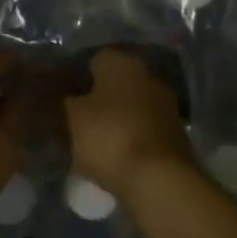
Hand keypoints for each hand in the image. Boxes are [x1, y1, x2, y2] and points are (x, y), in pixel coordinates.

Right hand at [64, 48, 194, 202]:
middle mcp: (149, 76)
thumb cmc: (109, 137)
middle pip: (115, 82)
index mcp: (123, 63)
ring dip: (114, 118)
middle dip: (97, 97)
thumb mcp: (71, 118)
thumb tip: (63, 95)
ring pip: (130, 106)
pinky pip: (143, 128)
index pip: (94, 58)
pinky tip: (113, 153)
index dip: (76, 75)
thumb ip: (64, 101)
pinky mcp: (175, 134)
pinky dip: (129, 137)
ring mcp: (166, 105)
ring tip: (91, 139)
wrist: (158, 180)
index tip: (61, 95)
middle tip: (73, 117)